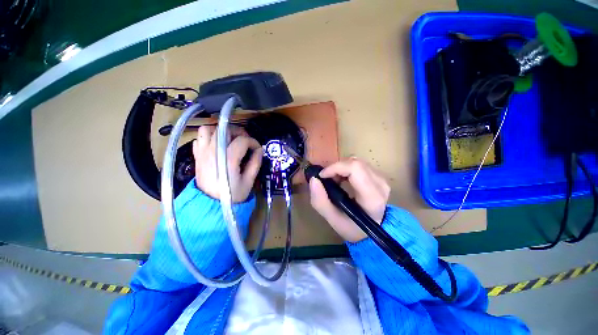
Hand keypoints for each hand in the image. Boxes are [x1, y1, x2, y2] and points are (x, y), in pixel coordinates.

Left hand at [193, 125, 262, 202]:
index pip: (242, 140)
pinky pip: (199, 139)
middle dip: (239, 133)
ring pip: (208, 129)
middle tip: (246, 142)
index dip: (253, 142)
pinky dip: (208, 138)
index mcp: (228, 159)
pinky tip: (217, 146)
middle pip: (225, 130)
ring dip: (221, 131)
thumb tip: (259, 150)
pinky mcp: (197, 156)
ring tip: (230, 140)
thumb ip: (255, 163)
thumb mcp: (249, 181)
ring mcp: (202, 153)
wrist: (211, 205)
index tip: (258, 149)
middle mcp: (213, 152)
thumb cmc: (232, 195)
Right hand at [309, 158, 390, 241]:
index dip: (335, 168)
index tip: (322, 176)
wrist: (372, 230)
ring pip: (357, 162)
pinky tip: (343, 179)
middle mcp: (380, 185)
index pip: (355, 169)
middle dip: (336, 168)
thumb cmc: (352, 227)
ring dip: (341, 168)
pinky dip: (347, 169)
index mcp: (371, 197)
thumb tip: (313, 179)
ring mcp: (382, 179)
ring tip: (335, 180)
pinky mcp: (379, 176)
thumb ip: (320, 201)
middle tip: (327, 179)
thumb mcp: (332, 219)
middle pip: (355, 163)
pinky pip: (360, 165)